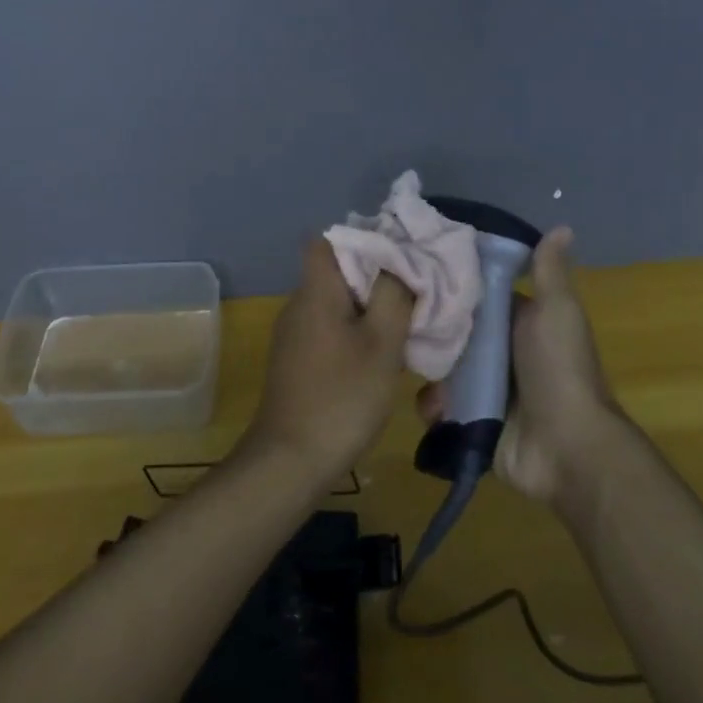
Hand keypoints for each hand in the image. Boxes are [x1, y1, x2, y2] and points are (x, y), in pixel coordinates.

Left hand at [241, 239, 413, 492]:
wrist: (291, 461)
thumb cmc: (342, 397)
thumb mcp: (382, 343)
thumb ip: (393, 294)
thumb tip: (397, 262)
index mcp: (316, 291)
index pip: (328, 241)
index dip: (363, 241)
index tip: (397, 257)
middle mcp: (299, 305)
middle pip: (338, 273)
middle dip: (376, 280)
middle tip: (411, 296)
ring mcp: (293, 335)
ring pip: (336, 305)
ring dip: (369, 312)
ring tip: (403, 330)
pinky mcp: (296, 362)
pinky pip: (330, 331)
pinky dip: (355, 336)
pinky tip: (378, 361)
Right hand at [417, 227, 625, 503]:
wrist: (568, 448)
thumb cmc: (560, 370)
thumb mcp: (556, 312)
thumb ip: (549, 272)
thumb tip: (561, 226)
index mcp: (517, 322)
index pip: (476, 296)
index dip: (450, 282)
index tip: (415, 267)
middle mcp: (499, 352)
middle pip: (453, 332)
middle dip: (430, 329)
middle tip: (398, 318)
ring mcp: (485, 389)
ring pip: (442, 369)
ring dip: (429, 370)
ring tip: (413, 366)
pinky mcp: (472, 422)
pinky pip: (442, 408)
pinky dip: (434, 407)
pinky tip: (434, 407)